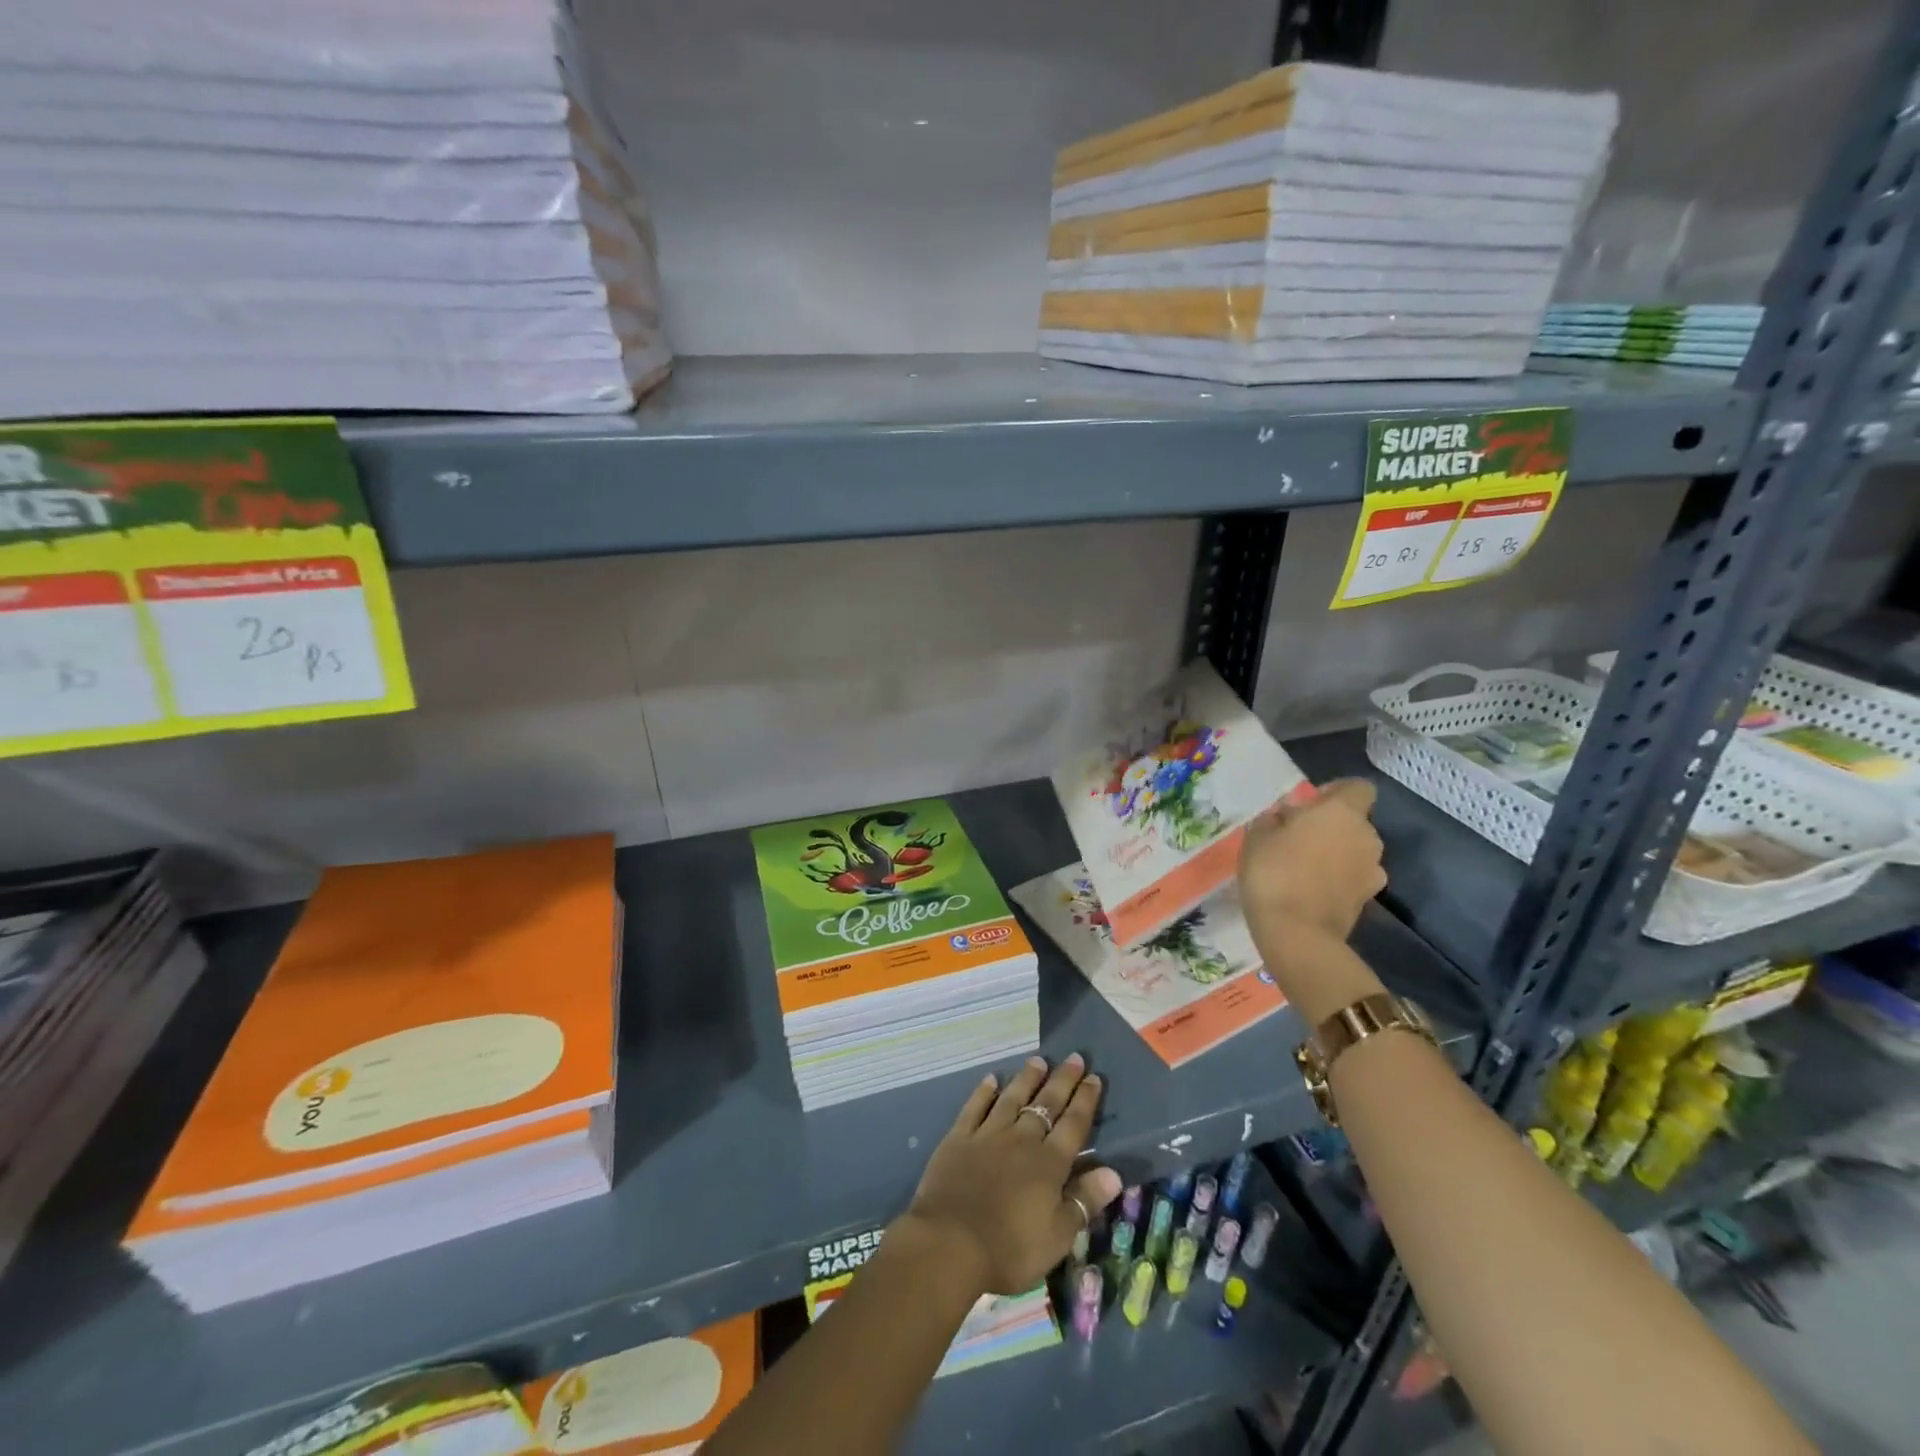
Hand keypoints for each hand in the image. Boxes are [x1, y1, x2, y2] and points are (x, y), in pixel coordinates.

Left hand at [899, 1054, 1121, 1295]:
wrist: (950, 1243)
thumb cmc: (1010, 1249)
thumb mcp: (1058, 1236)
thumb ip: (1084, 1200)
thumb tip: (1114, 1172)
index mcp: (1049, 1164)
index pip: (1073, 1125)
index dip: (1085, 1100)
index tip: (1094, 1078)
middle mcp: (1021, 1140)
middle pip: (1046, 1104)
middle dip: (1063, 1080)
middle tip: (1074, 1057)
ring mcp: (988, 1134)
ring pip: (1012, 1098)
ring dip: (1027, 1078)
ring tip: (1038, 1060)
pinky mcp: (959, 1138)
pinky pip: (975, 1107)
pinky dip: (983, 1092)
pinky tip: (991, 1079)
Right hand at [1239, 777, 1386, 944]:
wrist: (1297, 933)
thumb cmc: (1274, 872)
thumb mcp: (1257, 837)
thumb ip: (1275, 820)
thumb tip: (1286, 818)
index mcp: (1342, 812)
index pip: (1358, 787)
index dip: (1336, 792)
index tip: (1309, 805)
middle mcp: (1367, 836)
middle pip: (1355, 821)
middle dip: (1332, 826)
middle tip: (1298, 838)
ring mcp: (1373, 870)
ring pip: (1355, 851)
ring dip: (1336, 854)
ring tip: (1303, 868)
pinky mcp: (1369, 900)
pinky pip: (1353, 878)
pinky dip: (1338, 880)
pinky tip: (1311, 890)